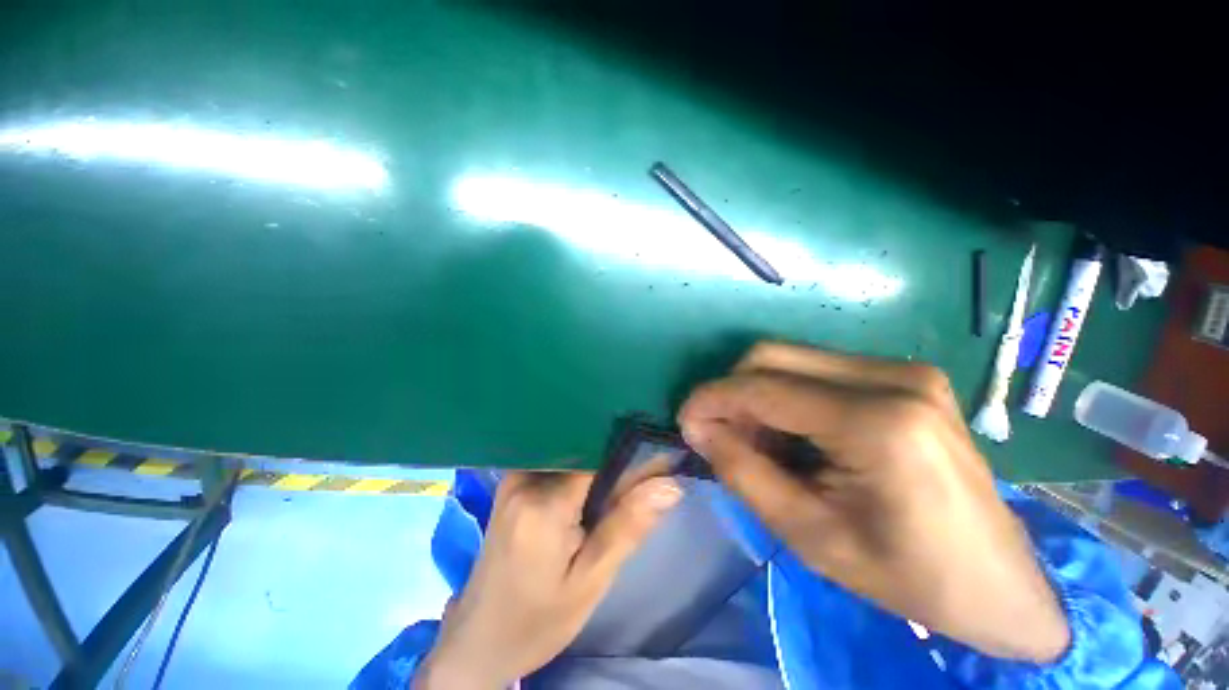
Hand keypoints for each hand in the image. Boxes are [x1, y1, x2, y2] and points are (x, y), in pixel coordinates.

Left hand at [415, 472, 680, 688]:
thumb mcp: (590, 581)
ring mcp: (513, 477)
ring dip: (597, 462)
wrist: (478, 639)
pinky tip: (593, 483)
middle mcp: (524, 478)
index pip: (597, 455)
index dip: (629, 452)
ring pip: (569, 452)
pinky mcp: (511, 483)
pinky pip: (555, 461)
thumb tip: (670, 484)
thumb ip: (629, 526)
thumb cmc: (537, 619)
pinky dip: (579, 467)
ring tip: (621, 477)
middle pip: (582, 449)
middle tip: (643, 472)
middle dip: (615, 456)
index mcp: (543, 504)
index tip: (656, 455)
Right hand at [678, 343, 1069, 661]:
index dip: (711, 399)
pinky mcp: (905, 375)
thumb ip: (742, 471)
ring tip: (757, 439)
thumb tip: (698, 428)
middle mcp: (892, 377)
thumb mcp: (808, 535)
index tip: (684, 421)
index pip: (761, 388)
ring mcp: (904, 369)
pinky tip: (791, 431)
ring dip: (757, 393)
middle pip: (772, 356)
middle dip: (731, 392)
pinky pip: (817, 368)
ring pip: (791, 358)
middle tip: (721, 434)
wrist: (999, 582)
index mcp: (875, 423)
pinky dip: (786, 394)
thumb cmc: (906, 575)